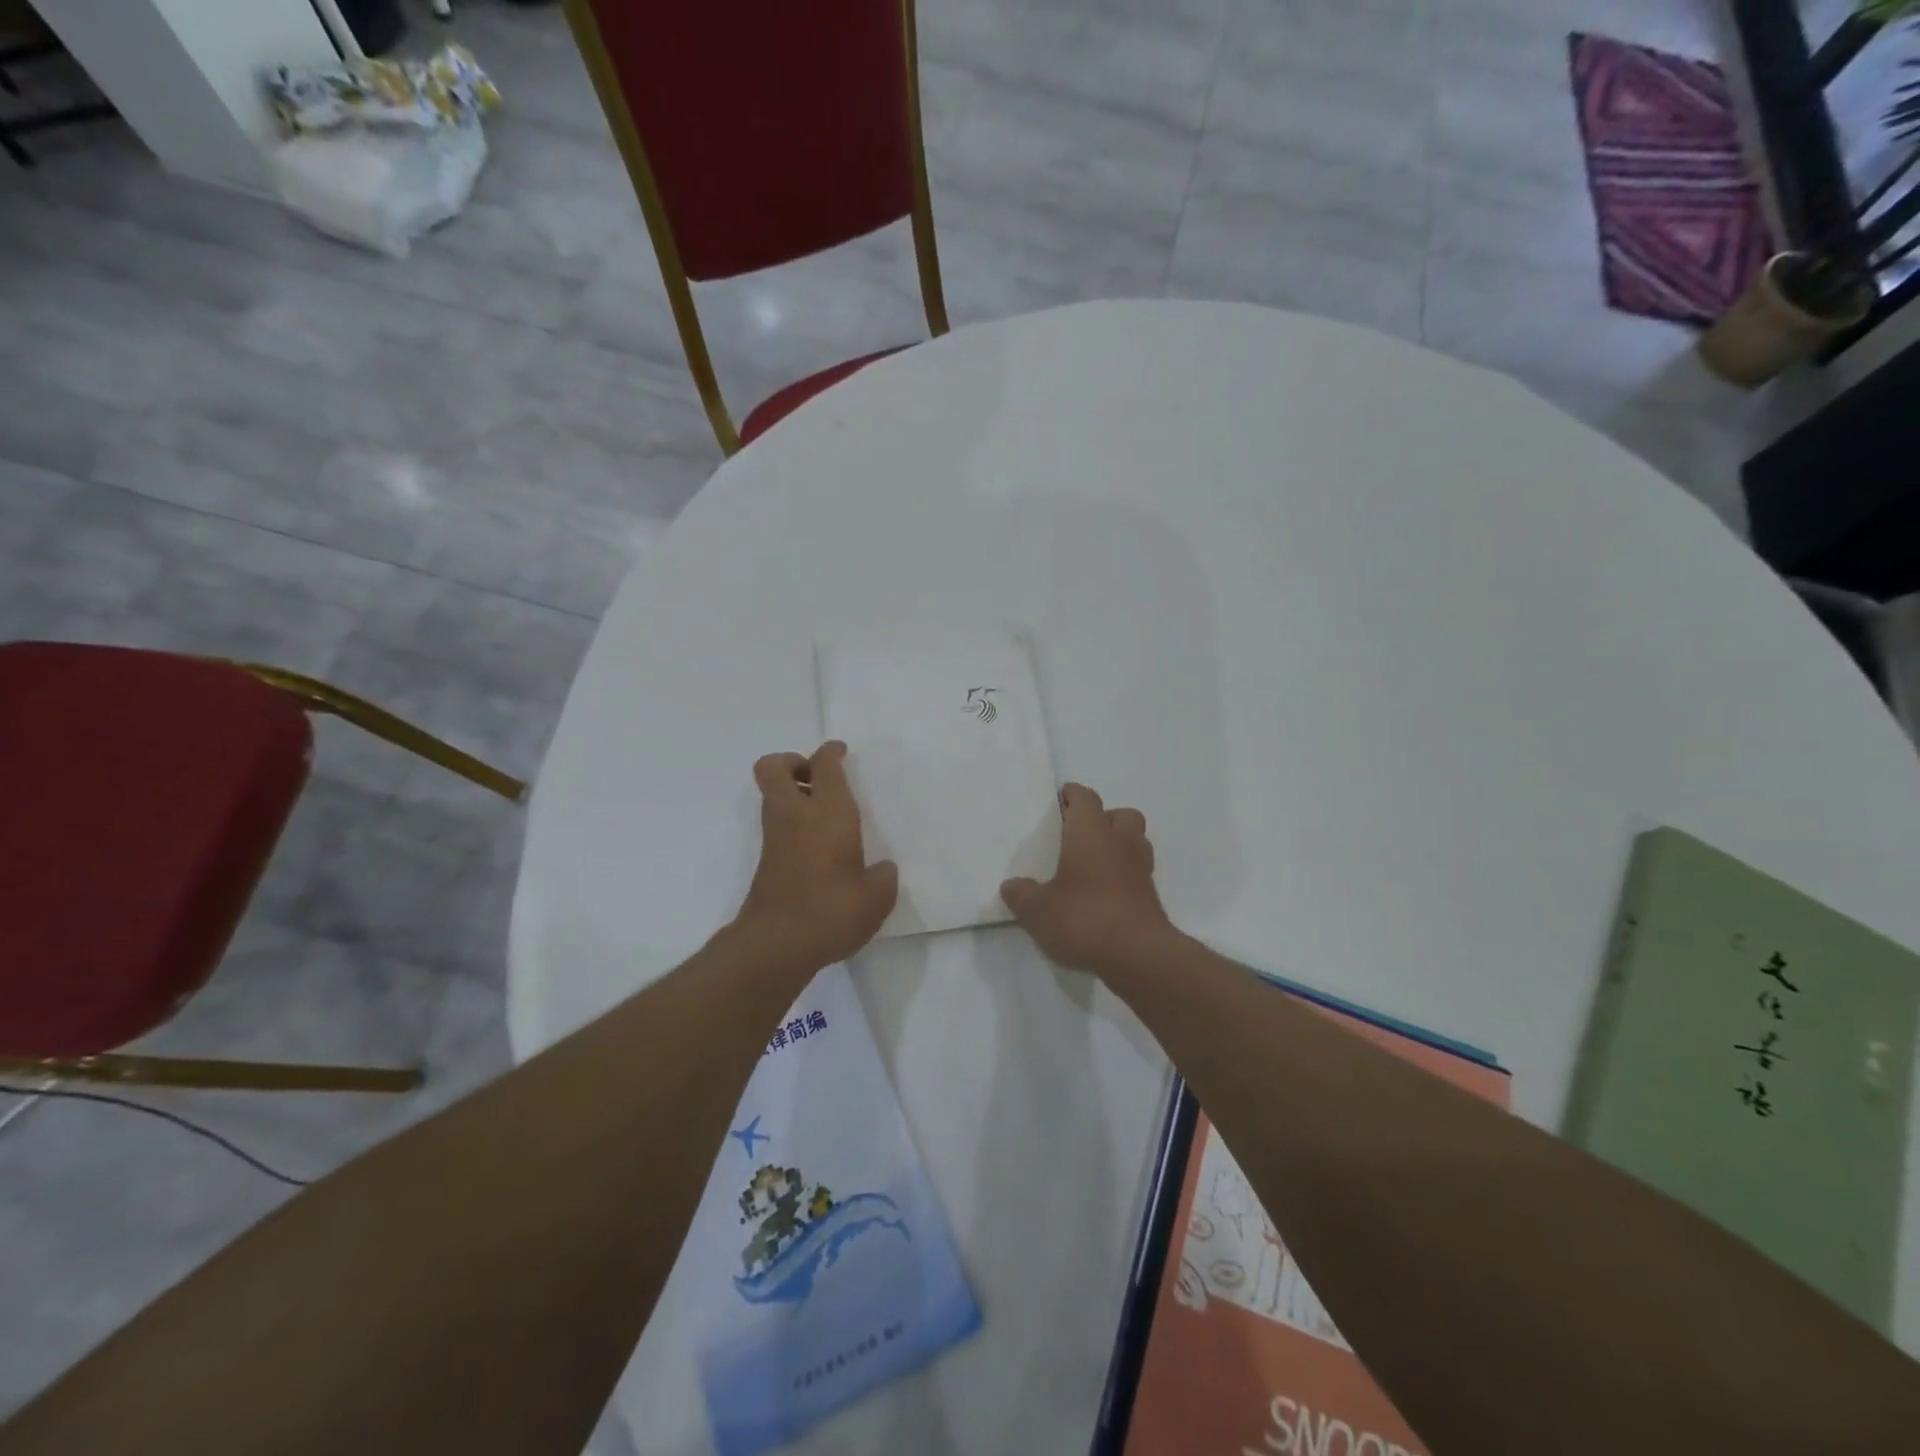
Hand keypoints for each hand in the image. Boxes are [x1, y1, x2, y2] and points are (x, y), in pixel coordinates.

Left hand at [734, 742, 897, 972]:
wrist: (776, 945)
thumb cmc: (832, 911)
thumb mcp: (876, 897)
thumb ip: (883, 877)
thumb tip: (881, 869)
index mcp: (828, 812)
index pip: (824, 764)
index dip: (831, 752)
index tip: (841, 752)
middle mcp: (795, 815)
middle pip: (773, 767)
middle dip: (793, 762)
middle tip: (819, 778)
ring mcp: (775, 837)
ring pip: (771, 795)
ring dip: (791, 792)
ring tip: (824, 813)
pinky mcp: (766, 860)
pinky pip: (776, 823)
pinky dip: (791, 821)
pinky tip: (818, 846)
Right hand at [1000, 783, 1173, 975]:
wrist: (1138, 955)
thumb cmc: (1083, 918)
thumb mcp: (1037, 910)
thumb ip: (1021, 894)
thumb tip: (1011, 886)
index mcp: (1091, 832)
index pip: (1085, 798)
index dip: (1072, 795)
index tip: (1059, 800)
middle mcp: (1120, 841)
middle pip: (1120, 814)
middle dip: (1103, 818)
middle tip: (1079, 835)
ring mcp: (1141, 868)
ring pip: (1135, 841)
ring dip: (1118, 845)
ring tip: (1093, 865)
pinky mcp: (1151, 896)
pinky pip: (1137, 872)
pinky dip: (1124, 875)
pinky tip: (1104, 894)